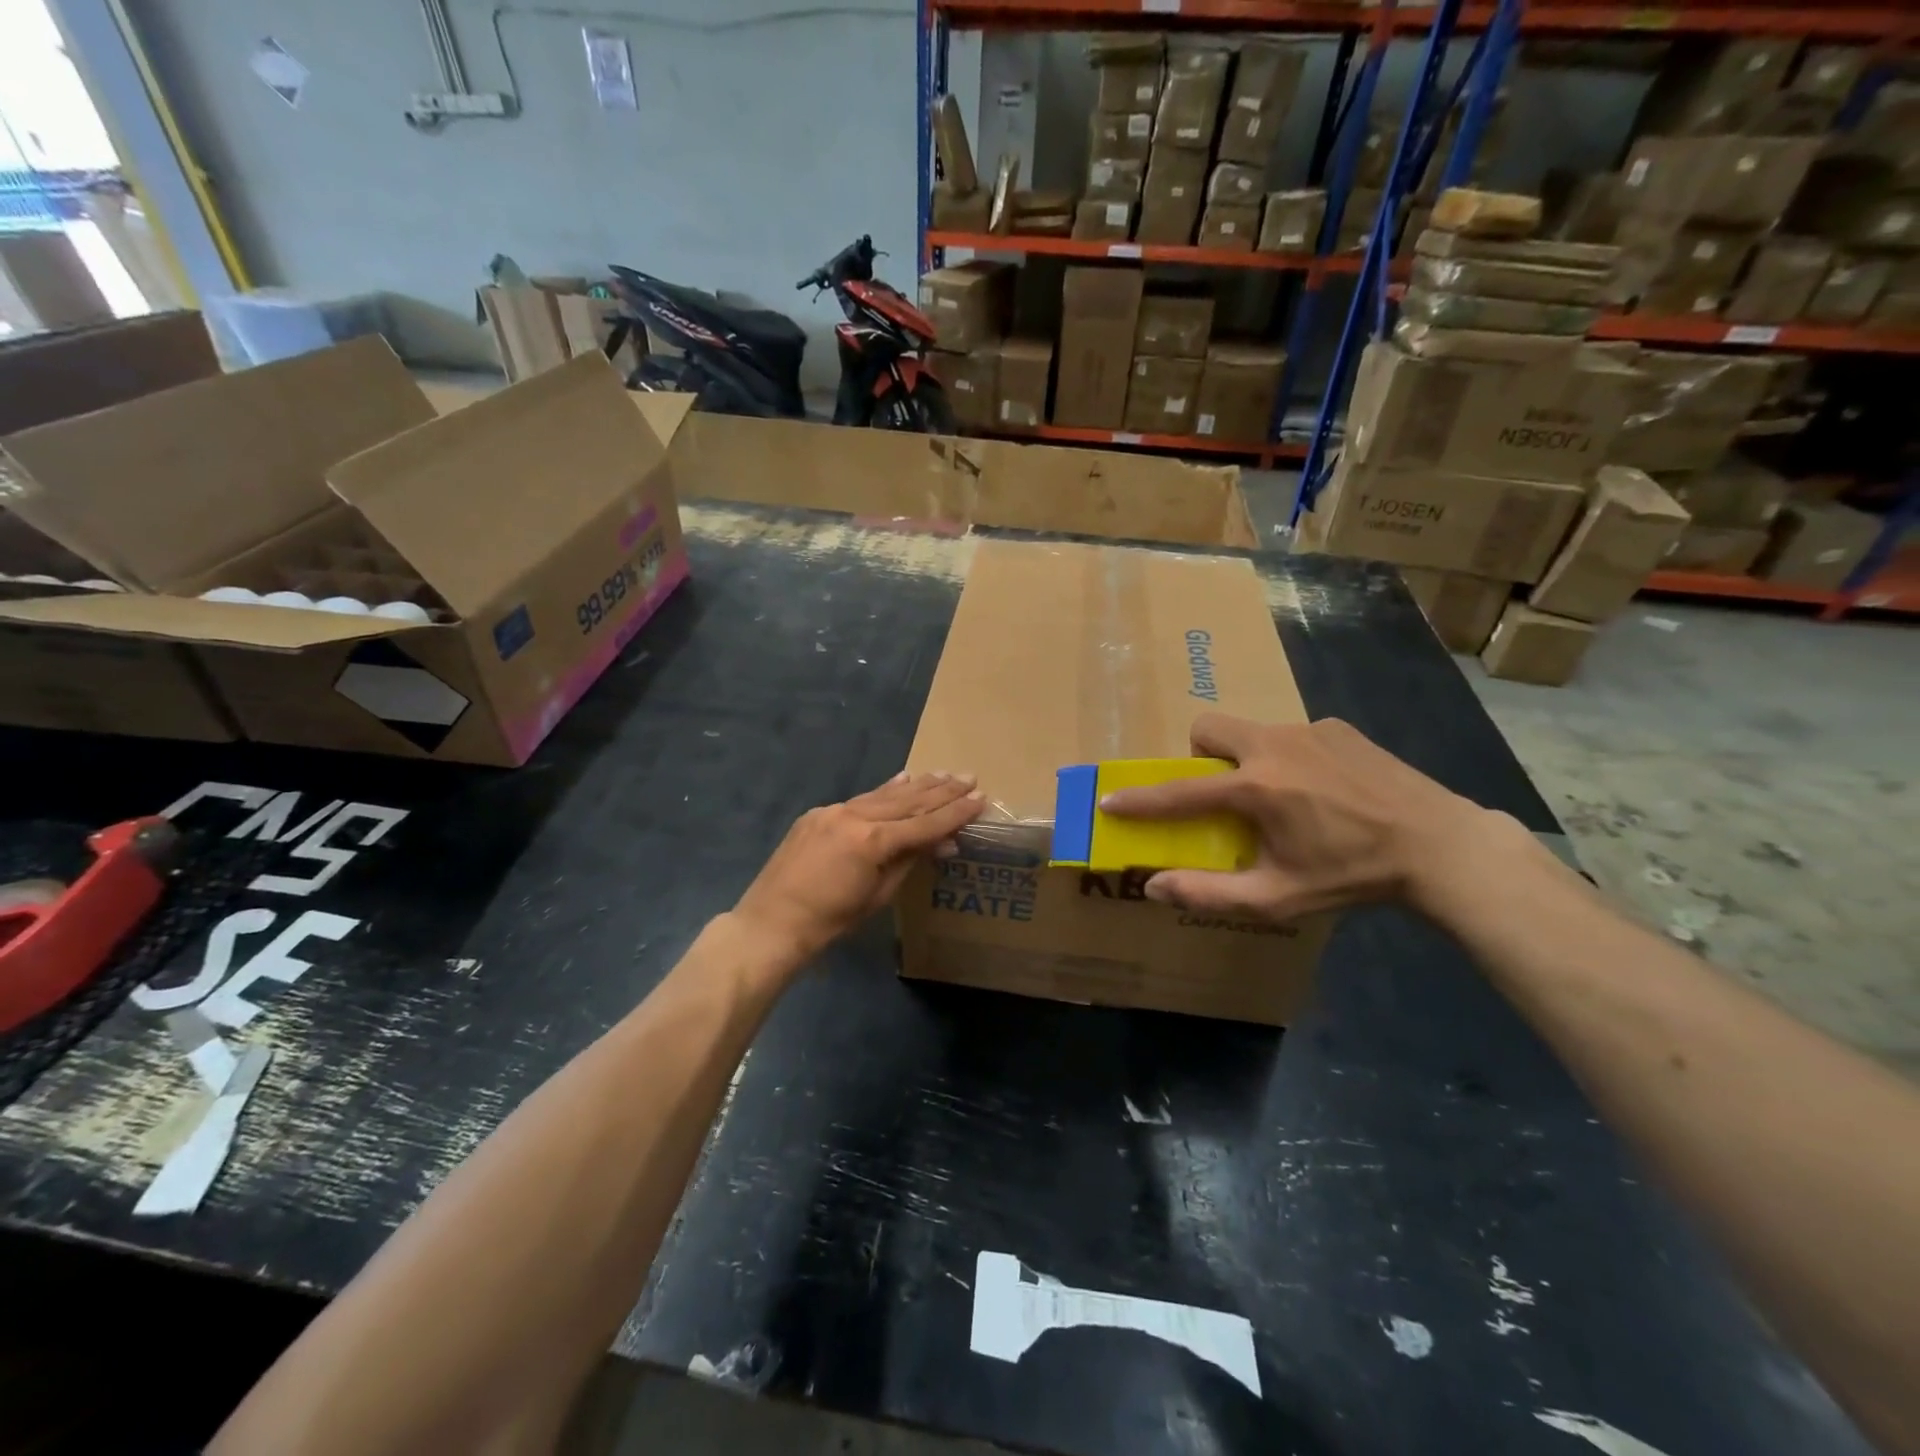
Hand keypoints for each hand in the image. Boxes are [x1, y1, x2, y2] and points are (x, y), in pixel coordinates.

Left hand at [734, 771, 984, 961]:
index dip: (955, 812)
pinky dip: (884, 791)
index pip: (924, 823)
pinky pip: (860, 799)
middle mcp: (855, 816)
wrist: (773, 923)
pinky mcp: (818, 815)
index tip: (980, 798)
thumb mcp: (879, 895)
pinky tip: (902, 779)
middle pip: (907, 801)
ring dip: (916, 785)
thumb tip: (943, 843)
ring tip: (942, 774)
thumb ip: (910, 861)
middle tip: (968, 777)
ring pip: (883, 795)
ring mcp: (833, 811)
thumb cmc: (832, 921)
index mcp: (873, 841)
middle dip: (941, 790)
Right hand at [1098, 714, 1490, 921]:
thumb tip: (1154, 885)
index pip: (1180, 792)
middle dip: (1200, 756)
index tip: (1110, 800)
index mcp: (1256, 788)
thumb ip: (1209, 893)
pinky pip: (1292, 734)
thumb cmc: (1351, 875)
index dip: (1139, 799)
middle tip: (1221, 792)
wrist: (1438, 845)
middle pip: (1209, 728)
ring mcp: (1309, 729)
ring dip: (1246, 759)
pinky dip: (1288, 757)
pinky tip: (1323, 789)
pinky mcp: (1338, 727)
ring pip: (1251, 731)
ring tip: (1282, 797)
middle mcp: (1274, 746)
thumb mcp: (1278, 898)